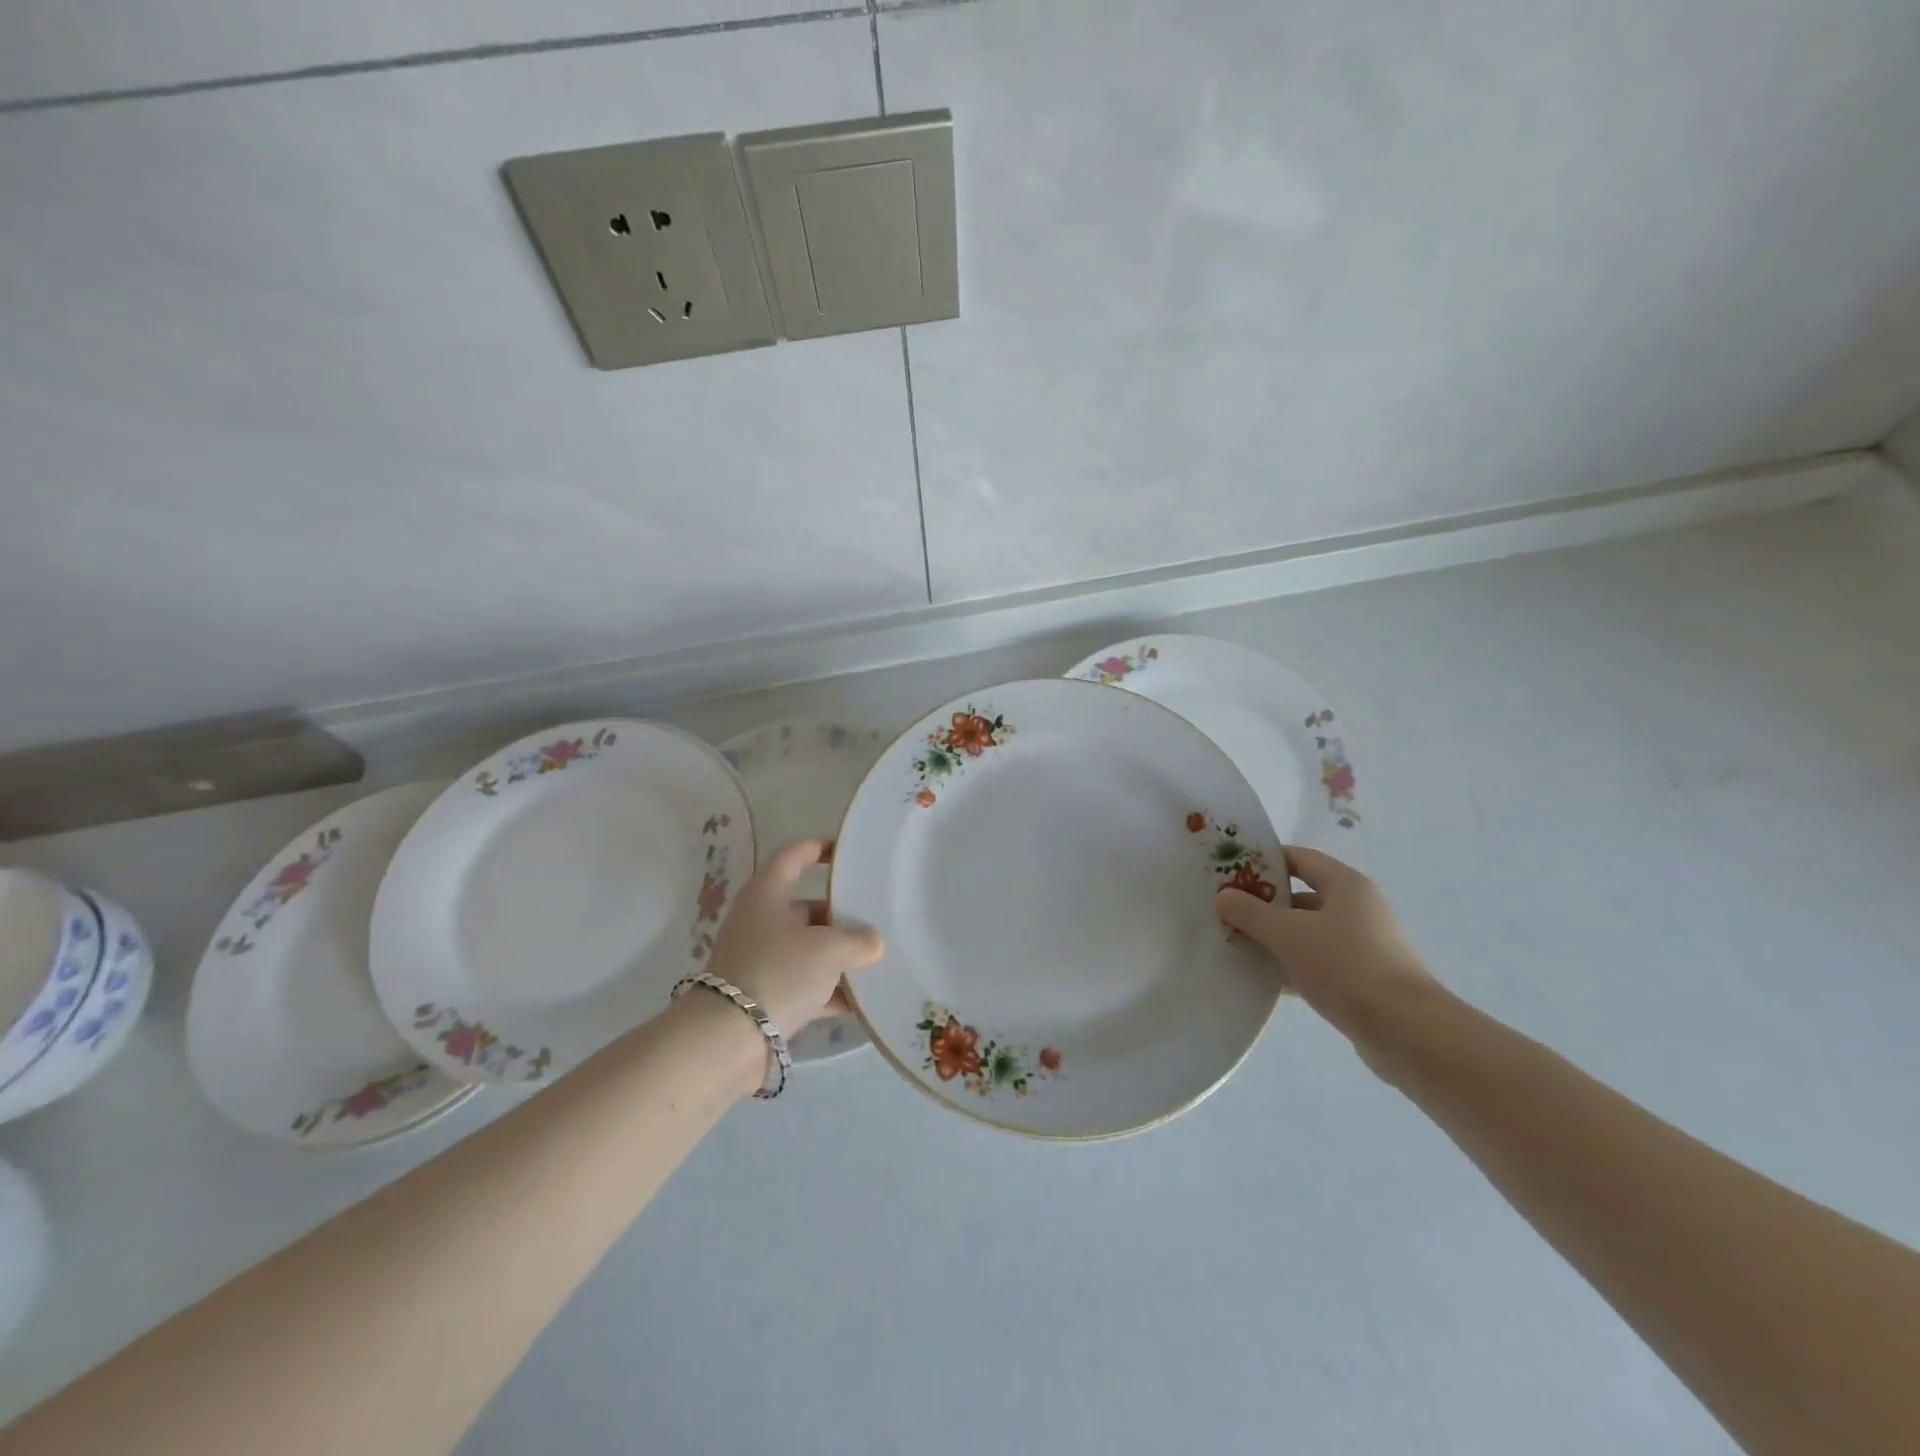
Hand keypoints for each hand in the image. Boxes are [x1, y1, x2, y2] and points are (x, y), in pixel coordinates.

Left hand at [704, 839, 883, 1036]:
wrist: (729, 1039)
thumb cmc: (779, 972)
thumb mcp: (828, 950)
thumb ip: (858, 941)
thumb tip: (873, 943)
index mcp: (767, 895)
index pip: (793, 857)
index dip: (818, 849)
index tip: (845, 851)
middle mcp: (759, 922)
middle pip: (805, 909)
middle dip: (840, 915)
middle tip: (874, 919)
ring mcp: (758, 960)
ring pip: (805, 949)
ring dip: (836, 955)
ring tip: (874, 960)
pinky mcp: (762, 996)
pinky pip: (803, 985)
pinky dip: (828, 991)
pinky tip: (859, 1001)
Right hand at [1216, 845, 1442, 1050]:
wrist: (1404, 1030)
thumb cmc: (1345, 966)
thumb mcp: (1288, 934)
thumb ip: (1251, 912)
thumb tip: (1223, 896)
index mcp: (1345, 885)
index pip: (1298, 858)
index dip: (1263, 861)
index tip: (1229, 871)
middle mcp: (1356, 908)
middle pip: (1300, 896)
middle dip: (1262, 904)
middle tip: (1225, 911)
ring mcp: (1361, 945)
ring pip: (1306, 932)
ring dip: (1273, 938)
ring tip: (1235, 945)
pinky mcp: (1360, 978)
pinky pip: (1316, 962)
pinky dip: (1290, 966)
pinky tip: (1262, 979)